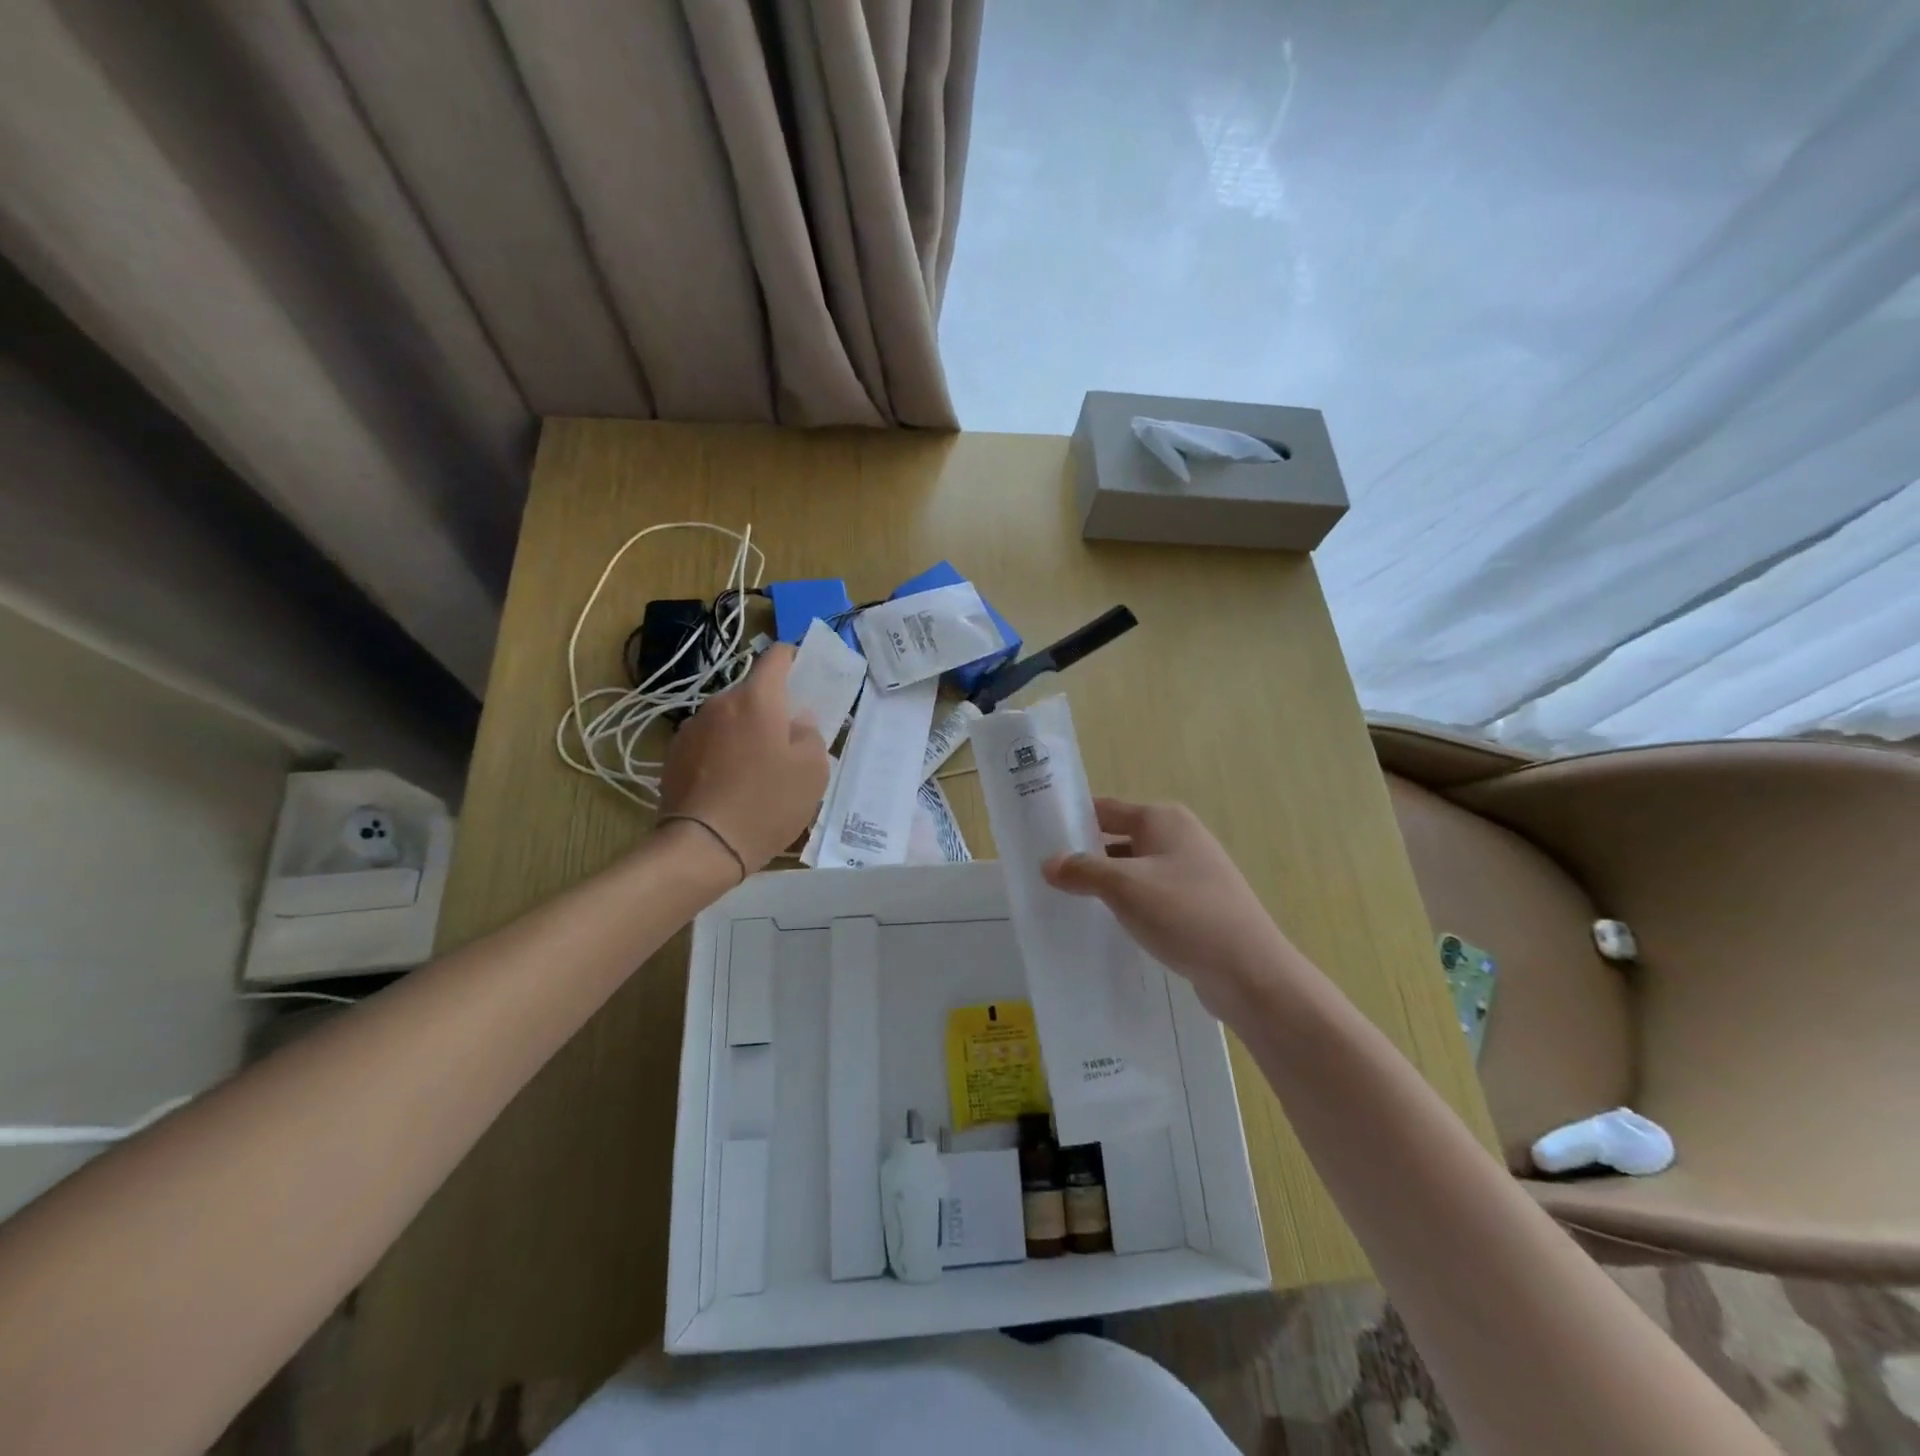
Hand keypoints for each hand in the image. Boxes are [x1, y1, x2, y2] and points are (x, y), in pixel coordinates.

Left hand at [658, 645, 829, 873]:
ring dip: (745, 731)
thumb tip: (797, 722)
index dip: (794, 659)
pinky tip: (731, 784)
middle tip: (788, 740)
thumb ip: (811, 735)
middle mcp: (720, 703)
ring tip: (756, 768)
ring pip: (729, 718)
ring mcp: (692, 728)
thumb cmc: (767, 803)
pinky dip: (723, 752)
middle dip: (771, 708)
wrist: (703, 846)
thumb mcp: (813, 771)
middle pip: (752, 692)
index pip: (776, 656)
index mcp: (757, 699)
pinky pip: (709, 742)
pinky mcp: (674, 755)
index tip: (806, 676)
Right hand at [1043, 798, 1300, 1020]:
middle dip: (1085, 855)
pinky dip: (1128, 904)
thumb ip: (1082, 871)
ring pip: (1134, 869)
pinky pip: (1151, 895)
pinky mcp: (1197, 904)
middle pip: (1118, 838)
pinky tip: (1108, 925)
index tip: (1037, 838)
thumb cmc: (1184, 914)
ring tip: (1066, 901)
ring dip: (1105, 883)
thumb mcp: (1124, 887)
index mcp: (1163, 819)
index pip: (1104, 809)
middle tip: (1044, 875)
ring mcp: (1192, 871)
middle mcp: (1179, 837)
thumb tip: (1048, 863)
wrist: (1250, 971)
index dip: (1071, 820)